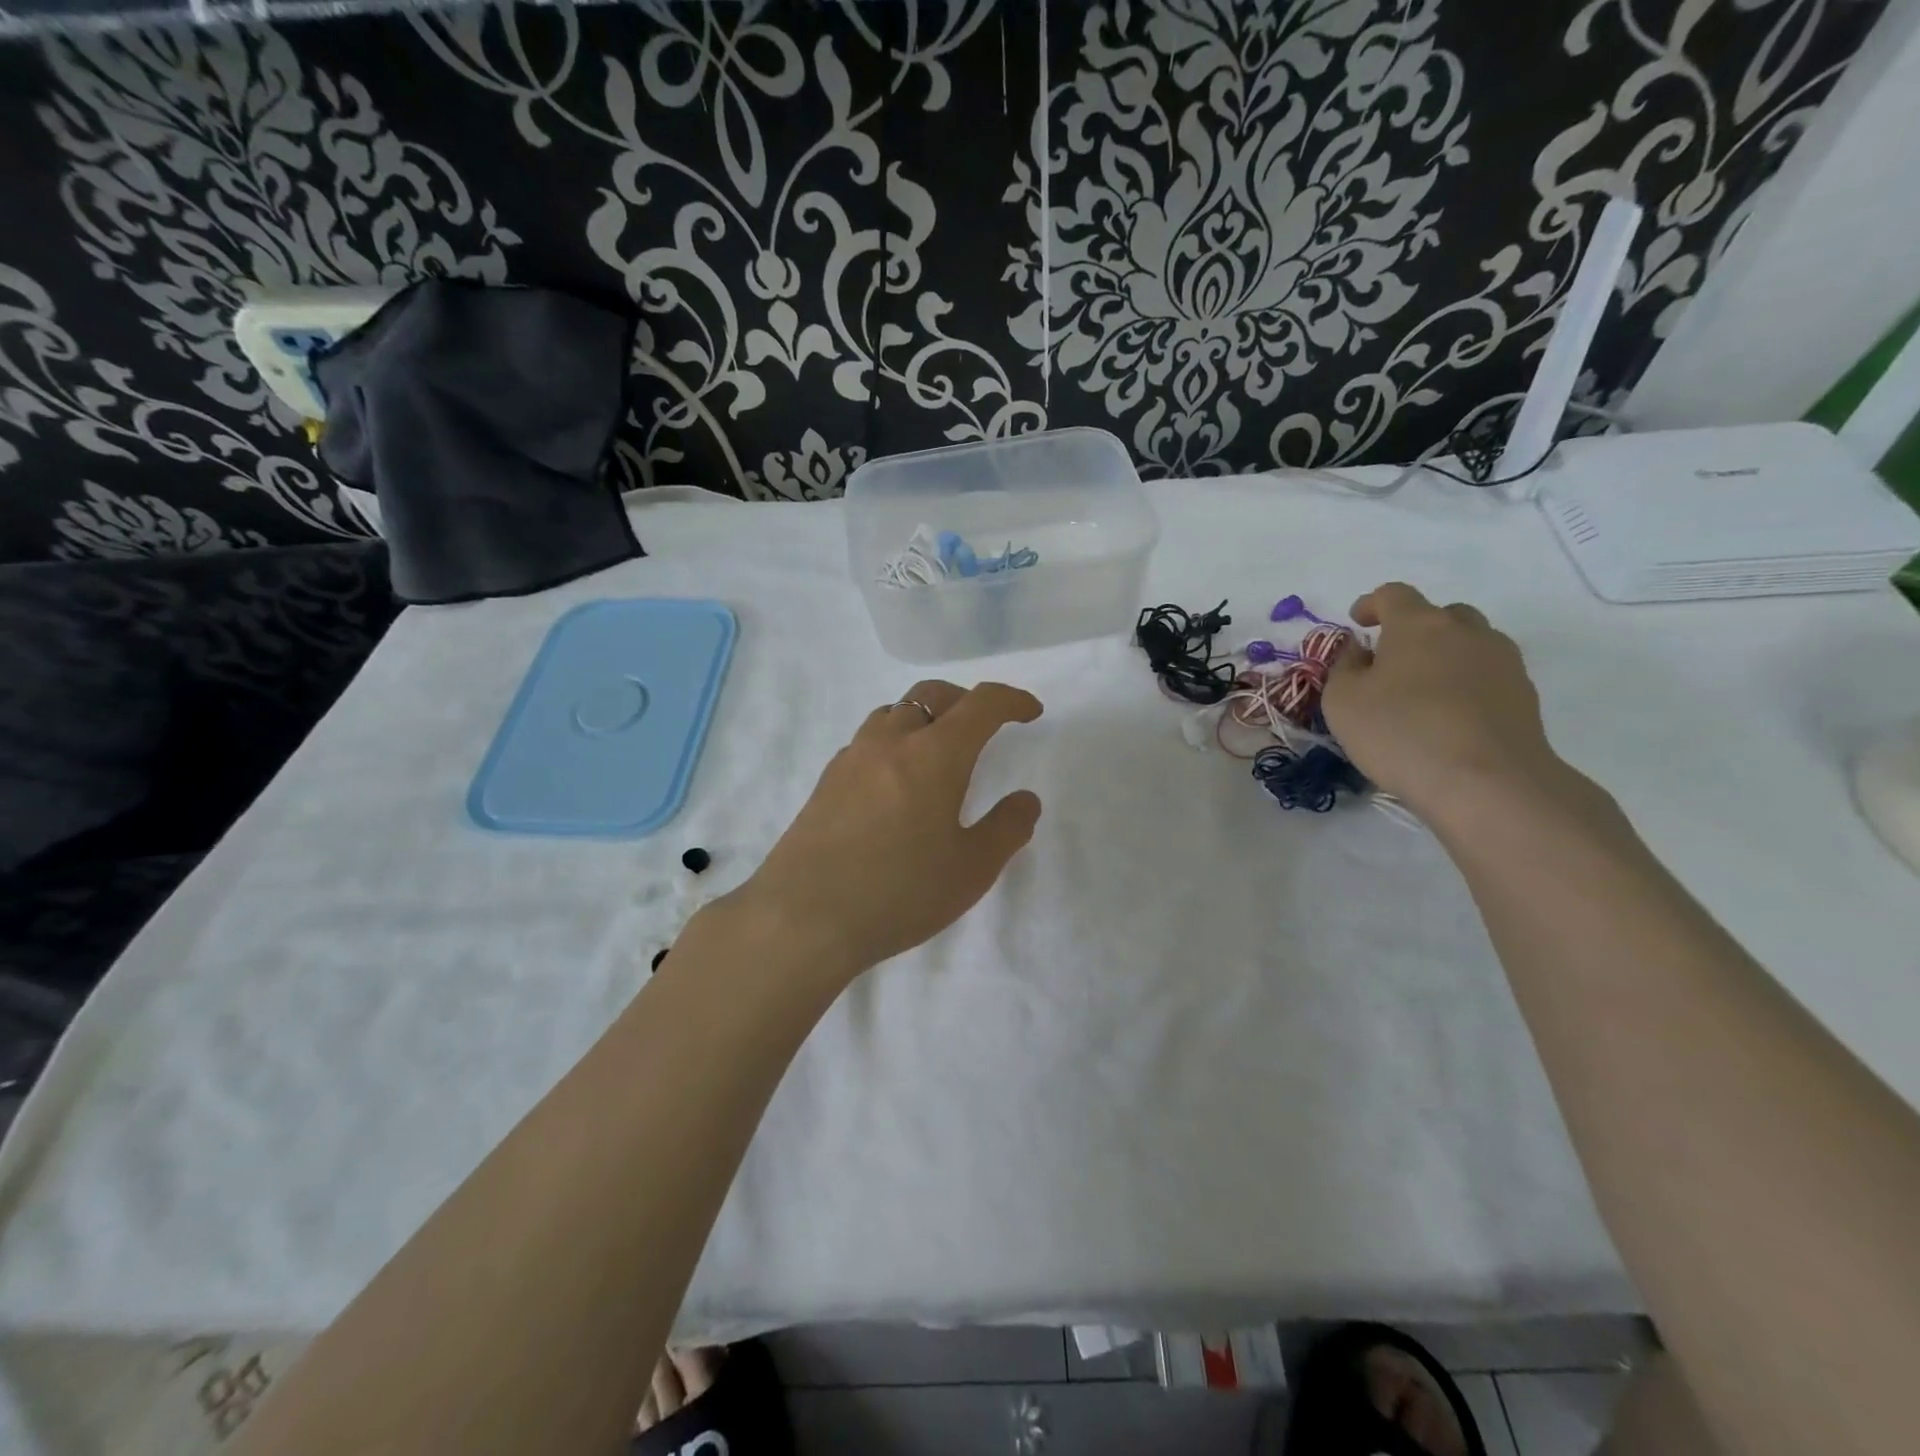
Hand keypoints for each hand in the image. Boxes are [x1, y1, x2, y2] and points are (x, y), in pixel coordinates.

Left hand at [739, 680, 1043, 980]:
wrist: (803, 918)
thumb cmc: (899, 893)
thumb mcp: (971, 869)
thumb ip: (1007, 828)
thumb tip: (1025, 799)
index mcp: (934, 754)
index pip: (981, 704)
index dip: (1012, 700)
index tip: (1030, 712)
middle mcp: (891, 742)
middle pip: (933, 694)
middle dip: (967, 700)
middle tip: (986, 726)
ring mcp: (852, 758)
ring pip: (895, 713)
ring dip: (925, 717)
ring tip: (939, 751)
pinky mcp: (826, 781)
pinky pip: (868, 741)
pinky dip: (894, 742)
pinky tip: (895, 783)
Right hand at [1322, 583, 1563, 820]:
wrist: (1487, 782)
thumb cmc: (1401, 733)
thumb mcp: (1342, 701)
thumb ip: (1344, 667)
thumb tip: (1359, 651)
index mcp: (1418, 624)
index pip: (1394, 595)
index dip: (1372, 604)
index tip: (1358, 622)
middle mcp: (1466, 631)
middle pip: (1440, 614)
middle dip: (1414, 629)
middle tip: (1392, 661)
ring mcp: (1503, 661)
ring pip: (1470, 643)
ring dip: (1444, 656)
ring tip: (1423, 692)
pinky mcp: (1524, 695)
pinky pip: (1488, 675)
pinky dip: (1466, 685)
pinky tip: (1450, 718)